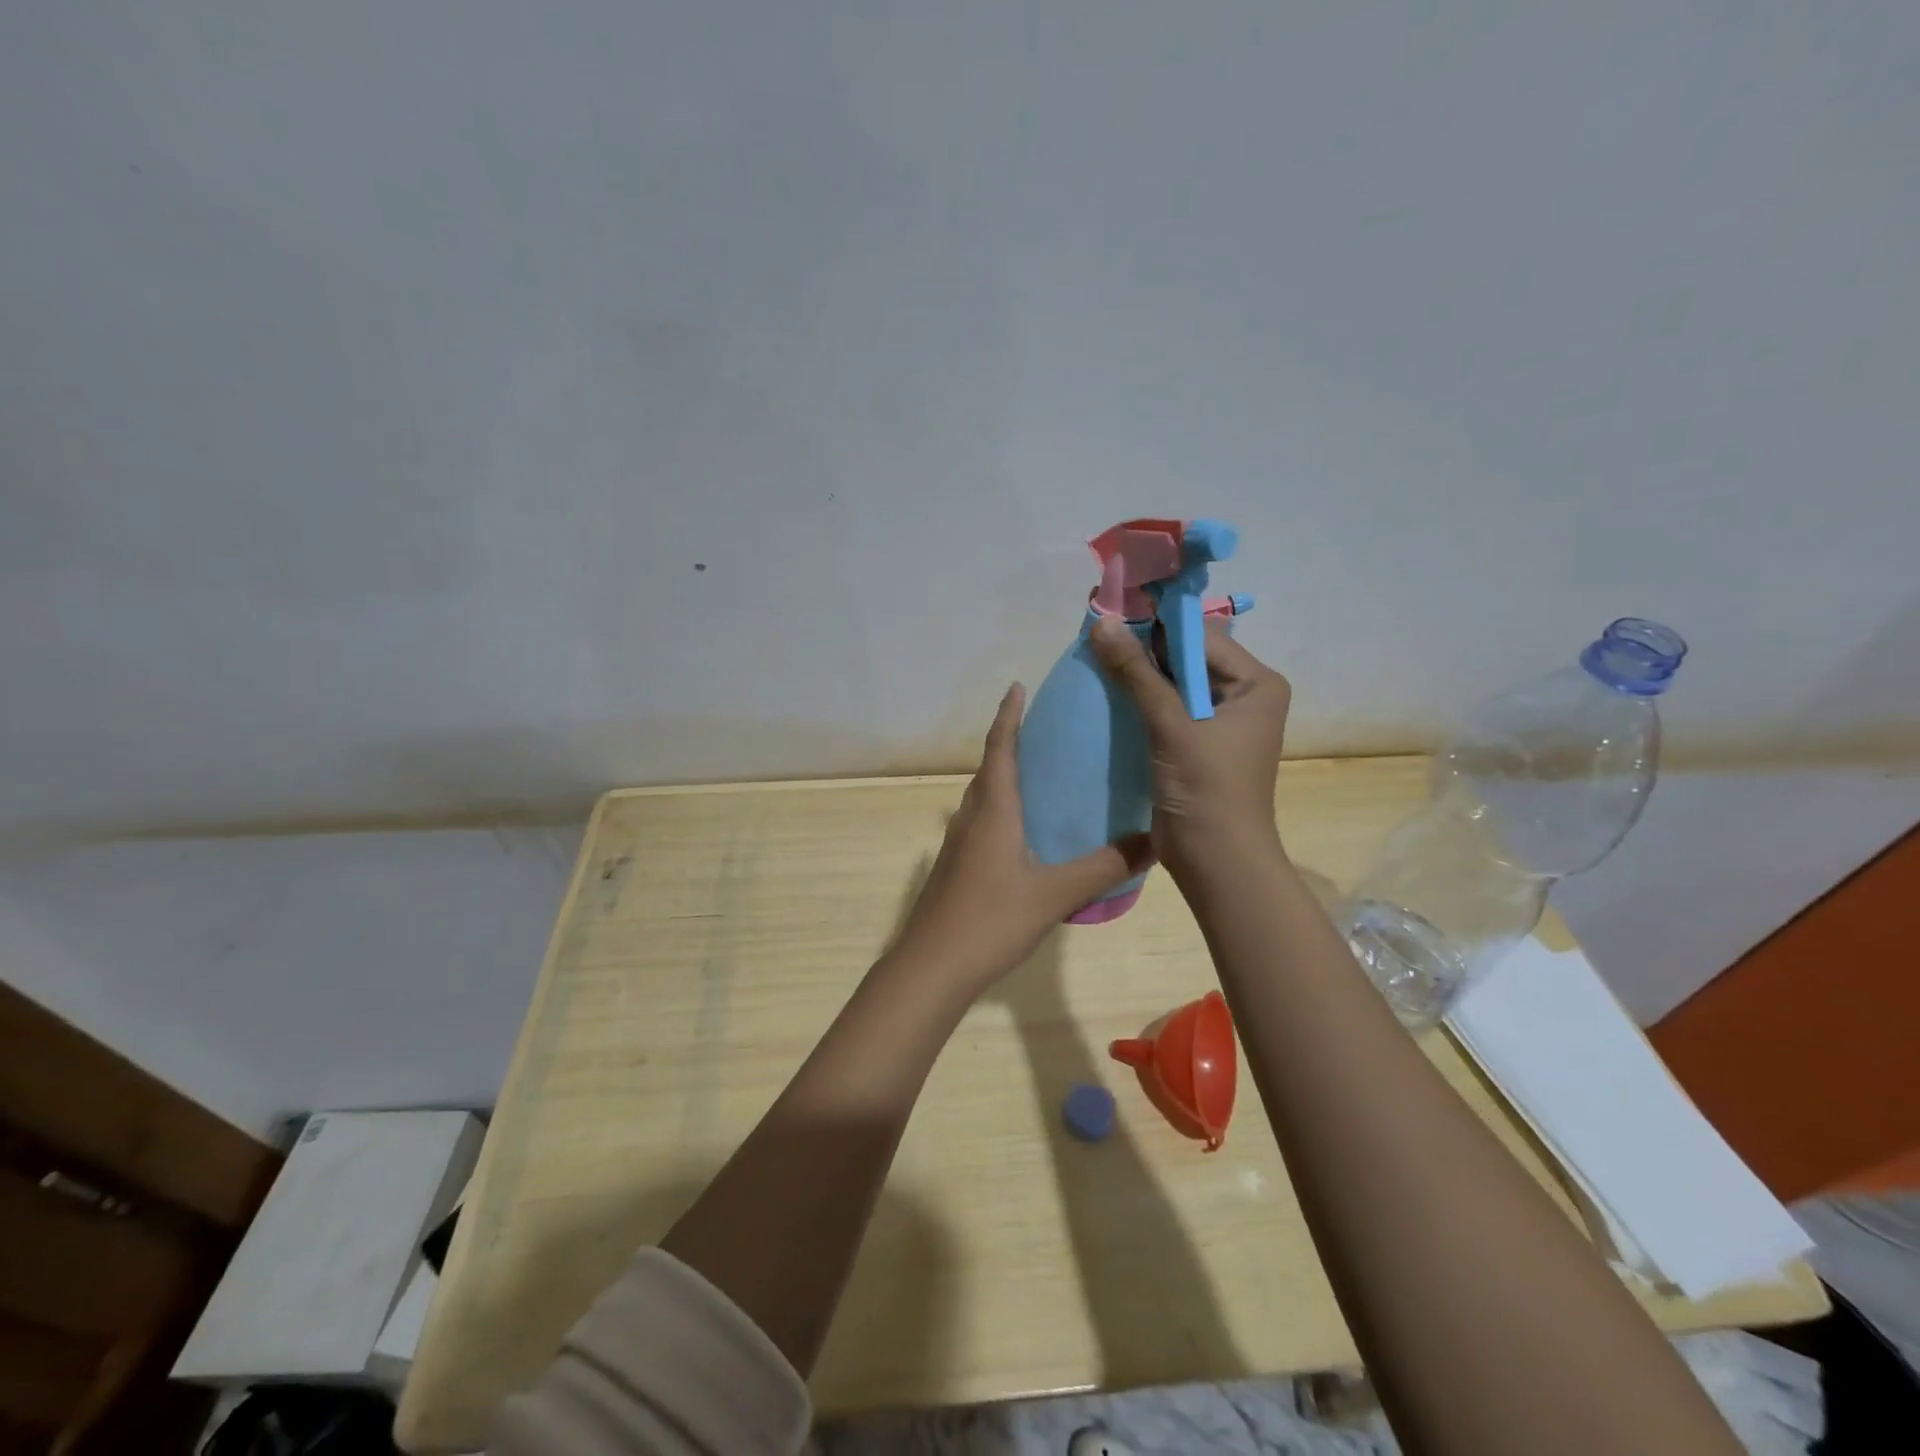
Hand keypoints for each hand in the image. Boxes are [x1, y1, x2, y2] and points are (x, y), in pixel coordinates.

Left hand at [885, 683, 1154, 996]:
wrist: (932, 966)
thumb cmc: (990, 919)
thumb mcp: (1054, 893)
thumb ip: (1103, 867)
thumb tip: (1153, 840)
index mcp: (993, 809)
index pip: (1000, 747)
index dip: (1008, 715)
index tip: (1017, 686)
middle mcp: (971, 817)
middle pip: (990, 767)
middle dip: (1011, 741)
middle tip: (1044, 729)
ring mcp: (959, 843)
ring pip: (984, 796)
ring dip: (1005, 775)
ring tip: (1040, 774)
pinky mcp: (956, 866)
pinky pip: (982, 821)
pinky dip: (1002, 808)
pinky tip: (1025, 832)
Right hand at [1088, 616, 1291, 880]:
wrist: (1216, 861)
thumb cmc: (1207, 788)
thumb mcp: (1172, 725)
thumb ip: (1137, 673)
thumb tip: (1101, 624)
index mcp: (1257, 684)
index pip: (1202, 639)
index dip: (1158, 626)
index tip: (1112, 616)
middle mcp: (1244, 696)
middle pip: (1188, 658)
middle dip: (1144, 650)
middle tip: (1097, 638)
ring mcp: (1220, 721)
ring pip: (1173, 684)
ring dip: (1139, 676)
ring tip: (1096, 660)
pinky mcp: (1197, 743)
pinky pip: (1167, 709)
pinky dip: (1140, 702)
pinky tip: (1108, 694)